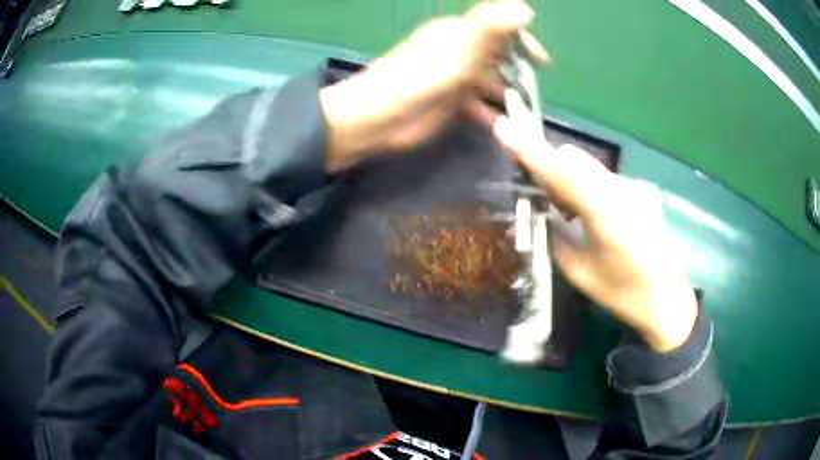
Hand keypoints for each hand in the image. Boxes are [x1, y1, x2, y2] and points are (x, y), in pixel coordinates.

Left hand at [320, 0, 547, 170]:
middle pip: (498, 58)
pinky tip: (506, 129)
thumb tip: (524, 8)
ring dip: (508, 95)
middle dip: (519, 72)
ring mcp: (456, 79)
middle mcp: (460, 53)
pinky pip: (480, 106)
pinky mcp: (451, 103)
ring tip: (525, 112)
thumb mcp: (460, 47)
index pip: (500, 31)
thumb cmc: (422, 77)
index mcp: (460, 34)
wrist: (383, 116)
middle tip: (534, 92)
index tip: (543, 62)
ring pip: (491, 83)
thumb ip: (492, 26)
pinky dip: (493, 114)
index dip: (523, 42)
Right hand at [494, 117, 697, 351]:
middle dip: (549, 168)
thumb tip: (535, 215)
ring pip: (588, 166)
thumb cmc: (622, 293)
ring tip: (569, 214)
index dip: (530, 150)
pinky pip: (603, 178)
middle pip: (574, 159)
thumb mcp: (579, 272)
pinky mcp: (640, 190)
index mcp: (605, 214)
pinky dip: (587, 188)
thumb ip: (554, 236)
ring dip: (568, 179)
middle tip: (541, 200)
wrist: (667, 299)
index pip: (561, 172)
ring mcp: (633, 187)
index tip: (503, 128)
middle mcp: (621, 189)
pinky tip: (593, 217)